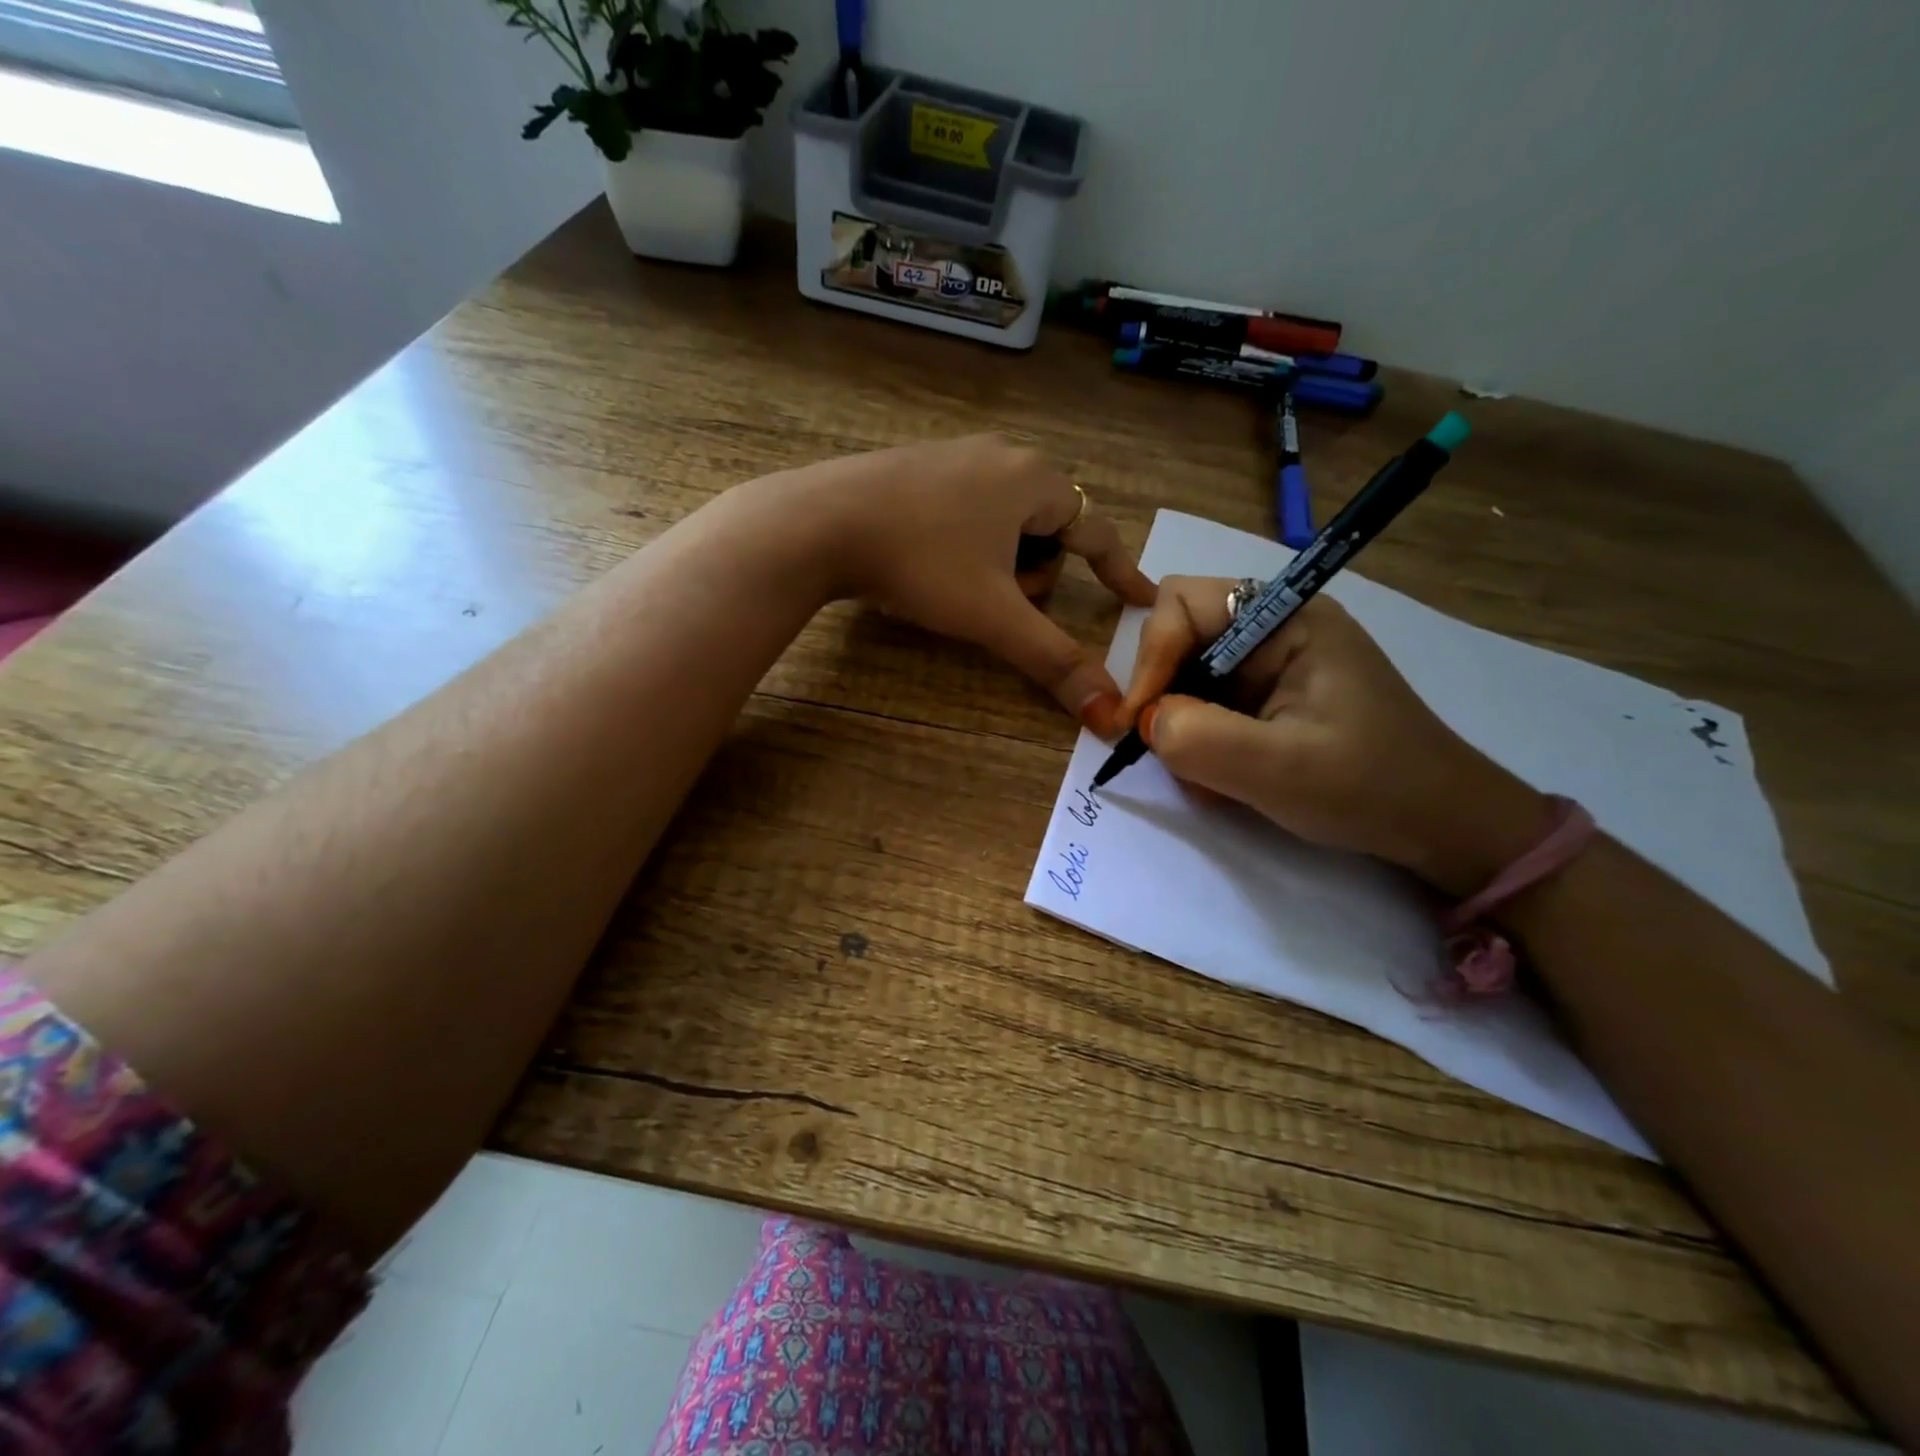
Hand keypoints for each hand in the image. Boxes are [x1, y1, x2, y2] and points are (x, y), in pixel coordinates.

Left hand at [780, 436, 1156, 733]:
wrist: (820, 523)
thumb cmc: (921, 562)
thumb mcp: (993, 615)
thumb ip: (1054, 659)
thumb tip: (1108, 712)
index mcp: (1035, 480)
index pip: (1099, 532)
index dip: (1122, 572)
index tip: (1141, 600)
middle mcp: (1003, 456)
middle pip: (1049, 531)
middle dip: (1032, 574)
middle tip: (996, 599)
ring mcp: (957, 456)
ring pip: (1006, 524)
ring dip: (998, 563)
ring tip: (955, 582)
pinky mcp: (919, 466)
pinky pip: (968, 511)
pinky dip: (966, 544)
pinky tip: (927, 561)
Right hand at [1119, 577, 1548, 895]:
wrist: (1439, 825)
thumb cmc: (1369, 788)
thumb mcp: (1279, 769)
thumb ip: (1199, 738)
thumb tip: (1145, 722)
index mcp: (1287, 618)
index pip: (1182, 603)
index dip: (1151, 658)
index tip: (1140, 722)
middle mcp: (1275, 627)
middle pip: (1180, 636)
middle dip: (1164, 695)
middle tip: (1166, 751)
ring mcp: (1273, 662)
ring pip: (1188, 675)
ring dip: (1181, 725)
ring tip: (1205, 776)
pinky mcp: (1271, 695)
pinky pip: (1209, 703)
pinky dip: (1200, 739)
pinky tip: (1222, 777)